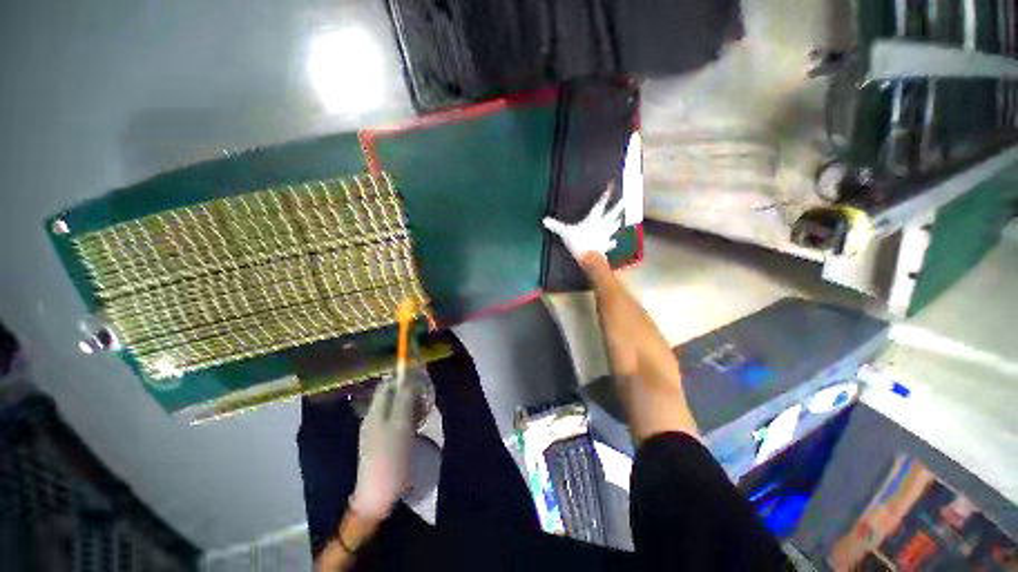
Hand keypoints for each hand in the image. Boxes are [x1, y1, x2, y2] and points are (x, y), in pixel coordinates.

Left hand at [349, 373, 420, 521]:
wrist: (378, 496)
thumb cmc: (390, 457)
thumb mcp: (400, 425)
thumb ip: (404, 399)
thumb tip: (409, 376)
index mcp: (376, 412)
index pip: (387, 384)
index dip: (403, 376)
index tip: (421, 376)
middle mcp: (374, 418)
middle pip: (392, 395)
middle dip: (410, 390)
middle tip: (426, 394)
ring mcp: (378, 431)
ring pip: (396, 407)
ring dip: (411, 403)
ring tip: (425, 408)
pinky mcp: (384, 442)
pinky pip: (398, 421)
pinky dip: (409, 416)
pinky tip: (418, 423)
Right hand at [543, 185, 624, 263]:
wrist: (589, 258)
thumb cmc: (578, 243)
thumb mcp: (565, 233)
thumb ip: (555, 226)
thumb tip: (544, 220)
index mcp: (593, 220)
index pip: (600, 205)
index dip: (605, 196)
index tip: (611, 186)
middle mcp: (602, 226)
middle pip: (612, 214)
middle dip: (619, 206)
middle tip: (627, 199)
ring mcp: (605, 236)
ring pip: (613, 227)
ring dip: (616, 223)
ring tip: (621, 219)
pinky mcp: (605, 246)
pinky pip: (610, 243)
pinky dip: (612, 242)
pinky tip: (615, 242)